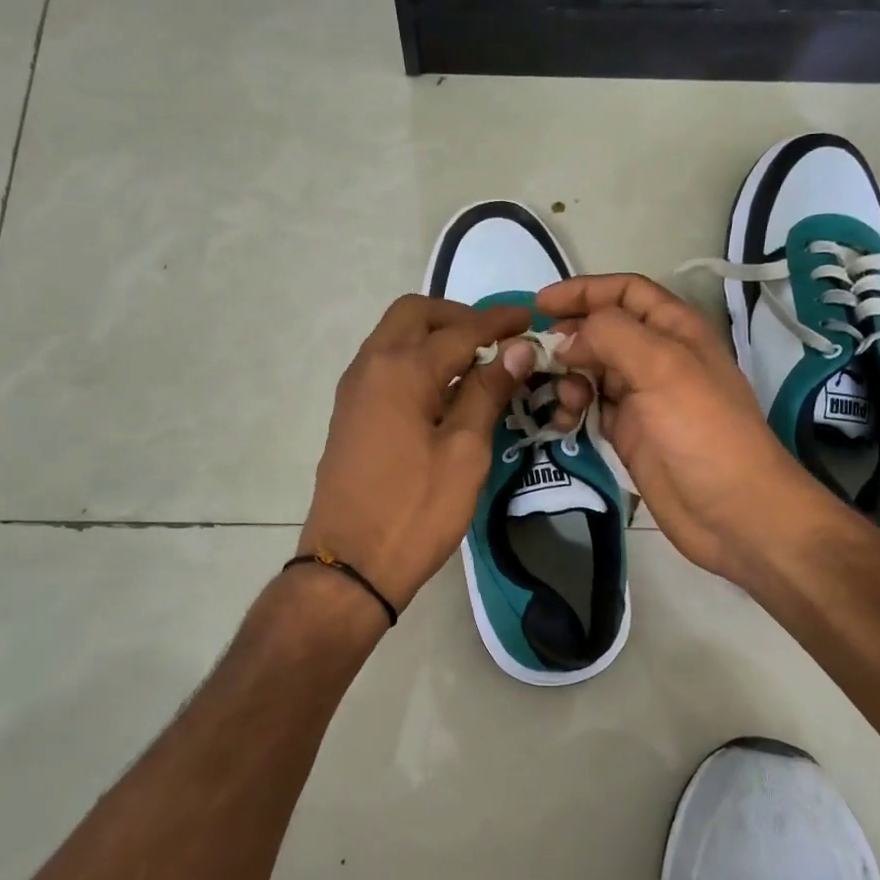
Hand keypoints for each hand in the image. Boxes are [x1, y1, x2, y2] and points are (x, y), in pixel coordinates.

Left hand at [299, 295, 536, 616]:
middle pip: (415, 315)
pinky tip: (445, 389)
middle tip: (497, 339)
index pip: (460, 329)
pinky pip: (386, 364)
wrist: (349, 564)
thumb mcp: (465, 452)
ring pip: (396, 337)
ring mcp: (355, 389)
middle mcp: (371, 366)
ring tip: (477, 362)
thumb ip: (487, 392)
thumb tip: (517, 348)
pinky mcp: (351, 412)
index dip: (499, 322)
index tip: (529, 318)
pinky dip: (417, 359)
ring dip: (436, 336)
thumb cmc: (415, 510)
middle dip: (459, 317)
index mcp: (401, 369)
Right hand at [537, 274, 828, 583]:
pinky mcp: (629, 435)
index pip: (625, 292)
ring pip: (592, 371)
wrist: (733, 512)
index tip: (540, 304)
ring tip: (563, 398)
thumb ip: (610, 336)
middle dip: (569, 337)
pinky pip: (591, 408)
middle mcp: (657, 358)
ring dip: (568, 377)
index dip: (584, 291)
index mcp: (675, 330)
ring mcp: (642, 398)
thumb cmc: (703, 431)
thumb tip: (565, 338)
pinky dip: (573, 409)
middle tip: (535, 357)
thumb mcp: (662, 367)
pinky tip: (566, 421)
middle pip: (603, 331)